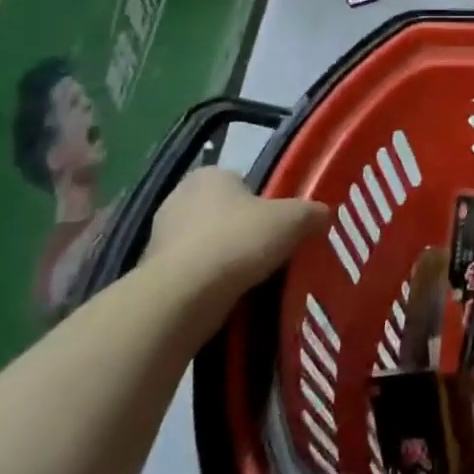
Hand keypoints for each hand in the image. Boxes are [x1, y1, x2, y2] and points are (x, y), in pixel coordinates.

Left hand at [145, 166, 327, 311]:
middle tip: (270, 251)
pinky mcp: (151, 276)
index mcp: (208, 175)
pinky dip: (207, 284)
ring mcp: (159, 238)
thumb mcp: (293, 220)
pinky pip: (191, 275)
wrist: (183, 297)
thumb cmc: (238, 241)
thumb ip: (312, 212)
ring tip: (251, 279)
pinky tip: (227, 298)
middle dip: (242, 230)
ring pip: (206, 245)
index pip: (241, 181)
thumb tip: (323, 215)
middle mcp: (178, 199)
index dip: (262, 202)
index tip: (278, 224)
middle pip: (223, 213)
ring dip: (224, 259)